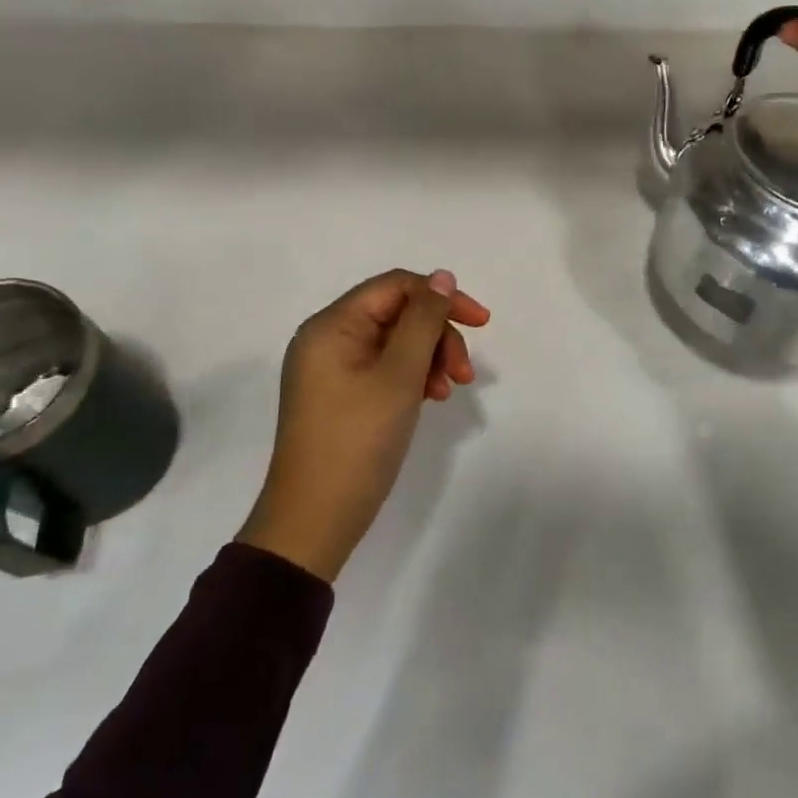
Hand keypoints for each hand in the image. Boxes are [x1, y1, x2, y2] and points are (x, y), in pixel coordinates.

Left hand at [239, 268, 490, 580]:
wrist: (315, 520)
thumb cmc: (358, 441)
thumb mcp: (399, 375)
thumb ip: (423, 321)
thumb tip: (442, 277)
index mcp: (332, 326)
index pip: (396, 286)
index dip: (442, 297)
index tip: (483, 323)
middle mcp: (328, 339)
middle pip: (398, 314)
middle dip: (437, 336)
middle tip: (465, 374)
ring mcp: (333, 370)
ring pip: (396, 343)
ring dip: (430, 358)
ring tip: (448, 391)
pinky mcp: (342, 396)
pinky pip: (385, 369)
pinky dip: (413, 377)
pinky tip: (431, 399)